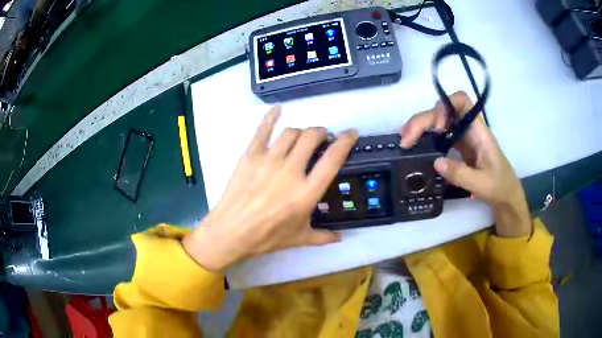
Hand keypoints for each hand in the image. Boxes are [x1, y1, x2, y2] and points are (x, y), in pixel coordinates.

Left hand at [182, 107, 357, 270]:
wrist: (231, 232)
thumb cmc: (267, 237)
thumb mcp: (299, 238)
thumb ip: (322, 237)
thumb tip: (340, 238)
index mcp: (306, 192)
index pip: (332, 159)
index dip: (345, 142)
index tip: (351, 134)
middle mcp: (291, 171)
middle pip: (311, 138)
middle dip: (320, 132)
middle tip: (321, 137)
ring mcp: (269, 160)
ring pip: (290, 133)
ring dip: (301, 131)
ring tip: (302, 136)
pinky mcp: (250, 156)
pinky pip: (262, 131)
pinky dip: (270, 117)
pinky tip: (277, 109)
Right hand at [399, 91, 530, 237]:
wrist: (505, 195)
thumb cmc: (499, 186)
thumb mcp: (481, 184)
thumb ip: (460, 173)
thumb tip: (435, 162)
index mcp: (479, 131)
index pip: (462, 101)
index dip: (446, 106)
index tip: (436, 126)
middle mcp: (469, 129)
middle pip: (444, 111)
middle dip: (423, 120)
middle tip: (405, 139)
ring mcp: (463, 137)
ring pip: (439, 121)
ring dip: (421, 127)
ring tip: (405, 140)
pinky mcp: (458, 146)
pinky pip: (439, 135)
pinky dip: (425, 137)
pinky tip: (416, 146)